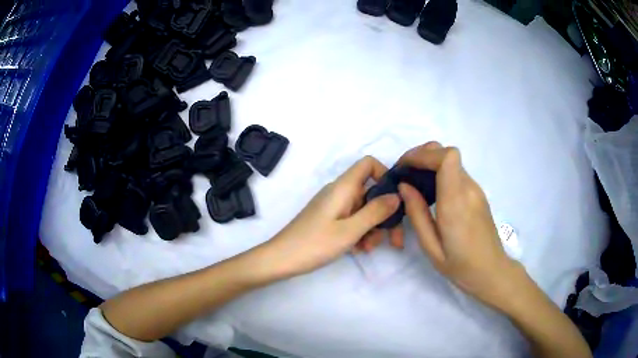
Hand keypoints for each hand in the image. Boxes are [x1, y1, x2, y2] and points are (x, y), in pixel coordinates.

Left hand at [264, 156, 400, 277]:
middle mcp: (340, 192)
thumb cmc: (315, 243)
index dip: (385, 175)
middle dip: (384, 215)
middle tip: (394, 240)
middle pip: (371, 192)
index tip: (395, 199)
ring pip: (363, 210)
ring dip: (372, 228)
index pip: (368, 164)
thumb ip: (376, 211)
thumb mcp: (350, 230)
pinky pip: (352, 220)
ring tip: (367, 248)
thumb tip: (397, 196)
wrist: (281, 259)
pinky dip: (359, 233)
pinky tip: (357, 250)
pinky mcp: (330, 220)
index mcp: (343, 187)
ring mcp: (334, 207)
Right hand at [397, 142, 521, 309]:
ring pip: (452, 161)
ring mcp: (476, 190)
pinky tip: (430, 191)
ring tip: (413, 182)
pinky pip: (457, 173)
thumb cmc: (460, 266)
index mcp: (456, 202)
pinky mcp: (478, 194)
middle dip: (422, 155)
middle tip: (405, 173)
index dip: (423, 154)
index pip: (447, 157)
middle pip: (447, 152)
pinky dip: (440, 172)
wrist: (491, 271)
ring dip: (430, 163)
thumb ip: (417, 214)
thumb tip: (404, 186)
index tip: (404, 167)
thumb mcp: (431, 247)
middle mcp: (469, 189)